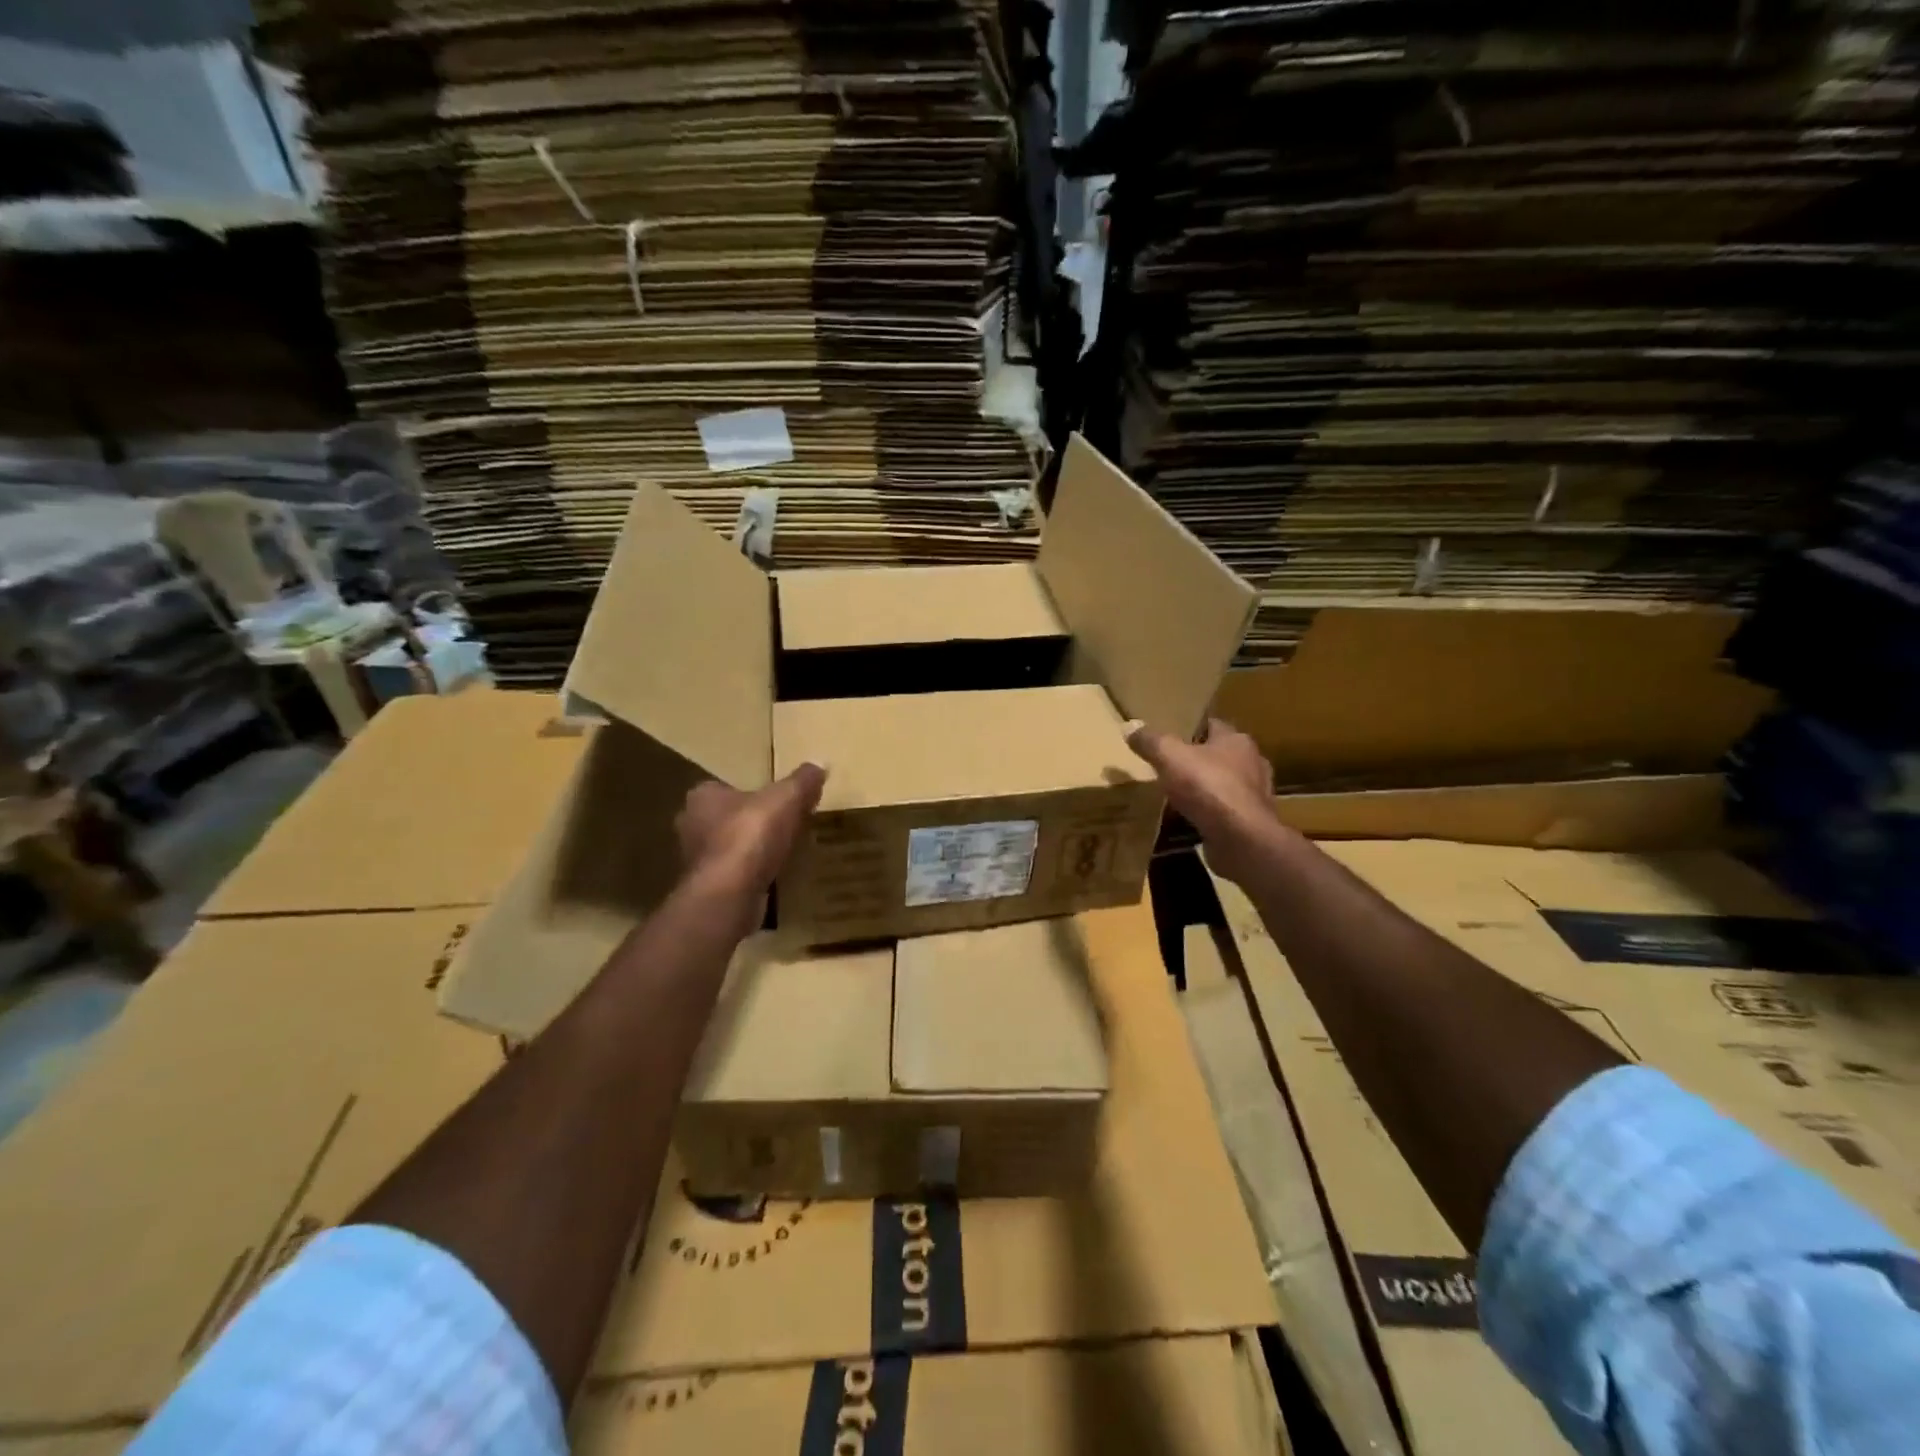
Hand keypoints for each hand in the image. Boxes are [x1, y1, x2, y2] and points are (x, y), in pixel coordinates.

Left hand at [674, 763, 826, 902]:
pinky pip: (732, 876)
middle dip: (747, 822)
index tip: (772, 801)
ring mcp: (695, 861)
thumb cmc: (752, 834)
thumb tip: (819, 764)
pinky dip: (748, 876)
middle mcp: (691, 826)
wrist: (730, 892)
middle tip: (779, 826)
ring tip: (779, 852)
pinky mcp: (706, 889)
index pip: (723, 787)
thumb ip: (802, 780)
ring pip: (726, 848)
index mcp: (702, 797)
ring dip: (748, 851)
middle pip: (724, 818)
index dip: (749, 793)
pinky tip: (771, 878)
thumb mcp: (787, 797)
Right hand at [1126, 718, 1278, 883]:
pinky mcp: (1252, 823)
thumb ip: (1150, 741)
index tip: (1174, 735)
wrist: (1241, 838)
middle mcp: (1252, 763)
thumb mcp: (1169, 757)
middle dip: (1201, 760)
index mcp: (1236, 740)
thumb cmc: (1207, 787)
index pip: (1214, 725)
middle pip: (1222, 755)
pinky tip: (1192, 820)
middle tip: (1174, 766)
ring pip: (1227, 784)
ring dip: (1207, 788)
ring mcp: (1255, 795)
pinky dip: (1211, 814)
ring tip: (1180, 795)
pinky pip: (1226, 812)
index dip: (1194, 728)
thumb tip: (1129, 726)